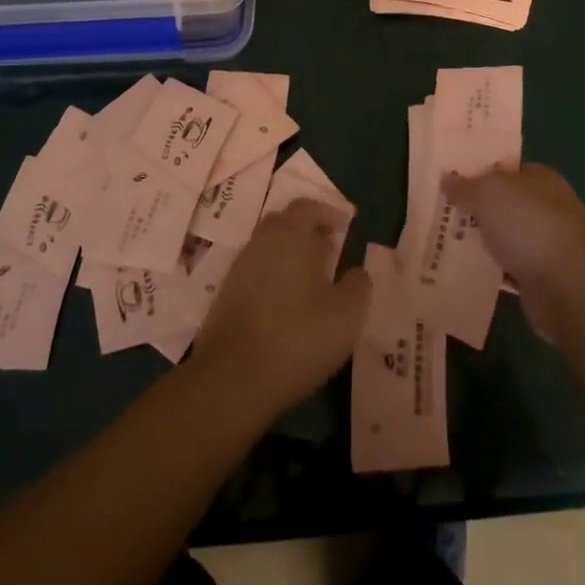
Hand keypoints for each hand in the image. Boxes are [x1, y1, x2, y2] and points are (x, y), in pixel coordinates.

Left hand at [195, 200, 370, 418]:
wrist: (233, 378)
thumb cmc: (299, 336)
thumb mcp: (347, 313)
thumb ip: (358, 285)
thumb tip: (356, 272)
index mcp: (290, 235)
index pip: (307, 207)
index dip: (328, 212)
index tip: (346, 226)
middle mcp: (261, 242)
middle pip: (284, 223)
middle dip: (308, 231)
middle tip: (330, 250)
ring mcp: (239, 269)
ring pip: (269, 249)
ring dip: (290, 256)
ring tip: (312, 281)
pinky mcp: (225, 297)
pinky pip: (256, 273)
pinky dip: (274, 278)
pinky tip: (287, 305)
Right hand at [444, 163, 584, 337]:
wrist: (567, 286)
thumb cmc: (528, 224)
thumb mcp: (488, 192)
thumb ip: (465, 186)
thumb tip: (447, 178)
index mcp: (539, 178)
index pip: (504, 169)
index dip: (476, 172)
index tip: (446, 180)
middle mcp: (544, 207)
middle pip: (501, 203)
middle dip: (473, 209)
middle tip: (436, 212)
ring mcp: (543, 243)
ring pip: (502, 236)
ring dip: (479, 241)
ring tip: (440, 242)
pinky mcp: (539, 276)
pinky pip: (505, 268)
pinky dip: (488, 270)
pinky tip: (461, 271)